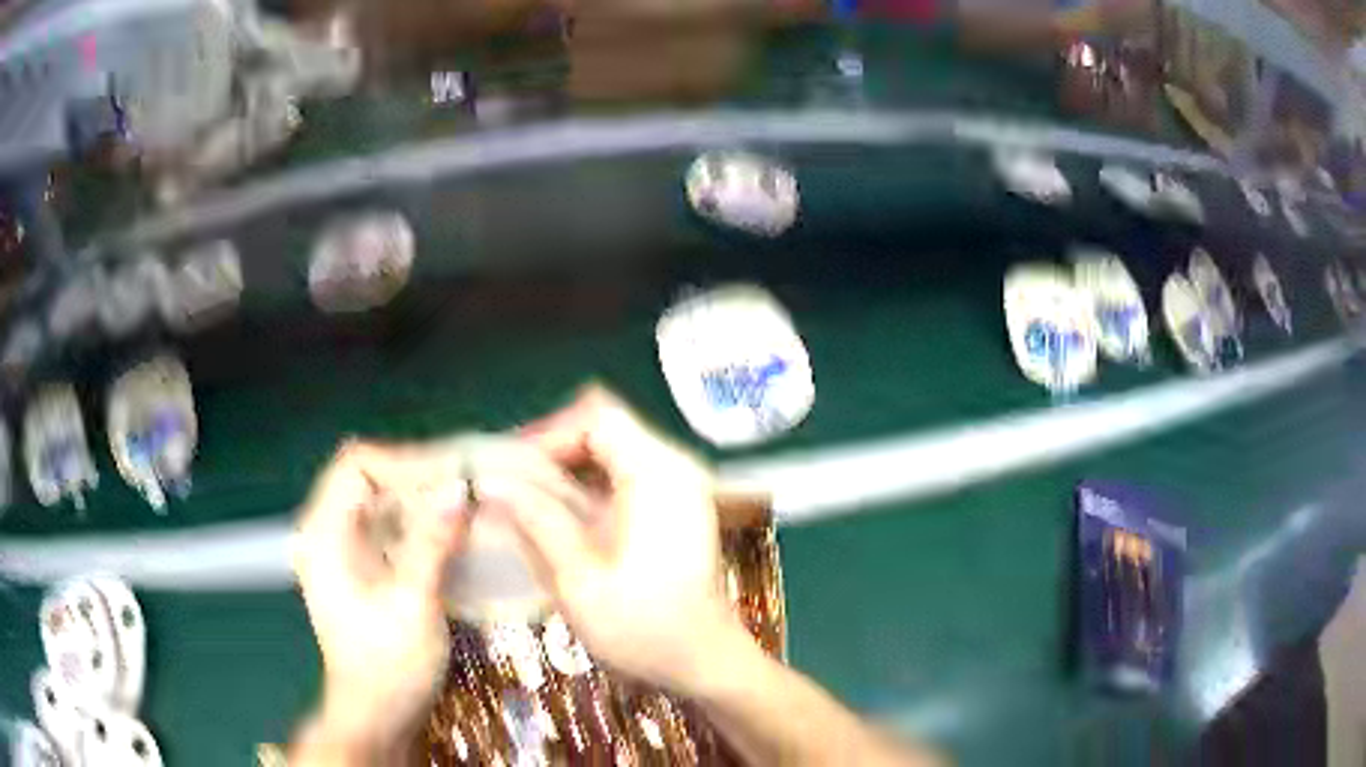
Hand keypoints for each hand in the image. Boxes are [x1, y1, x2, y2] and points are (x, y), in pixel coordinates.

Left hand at [290, 442, 469, 759]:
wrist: (376, 714)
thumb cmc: (387, 665)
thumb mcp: (411, 604)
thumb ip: (429, 543)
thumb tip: (456, 489)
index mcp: (325, 534)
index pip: (356, 465)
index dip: (402, 463)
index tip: (449, 478)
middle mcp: (327, 533)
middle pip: (369, 478)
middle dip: (417, 478)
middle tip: (464, 490)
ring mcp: (342, 551)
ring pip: (380, 501)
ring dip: (421, 500)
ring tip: (464, 508)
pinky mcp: (360, 568)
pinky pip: (388, 527)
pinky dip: (419, 523)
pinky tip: (449, 536)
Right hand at [495, 387, 749, 694]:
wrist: (706, 661)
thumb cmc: (645, 628)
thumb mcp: (580, 580)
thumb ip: (536, 523)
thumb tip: (491, 482)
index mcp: (658, 475)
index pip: (597, 418)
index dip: (548, 434)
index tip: (510, 467)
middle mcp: (674, 467)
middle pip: (604, 427)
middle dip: (554, 450)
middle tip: (511, 483)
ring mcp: (679, 485)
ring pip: (612, 449)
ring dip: (568, 469)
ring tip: (527, 499)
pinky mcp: (675, 505)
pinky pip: (624, 474)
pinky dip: (588, 486)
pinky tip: (562, 516)